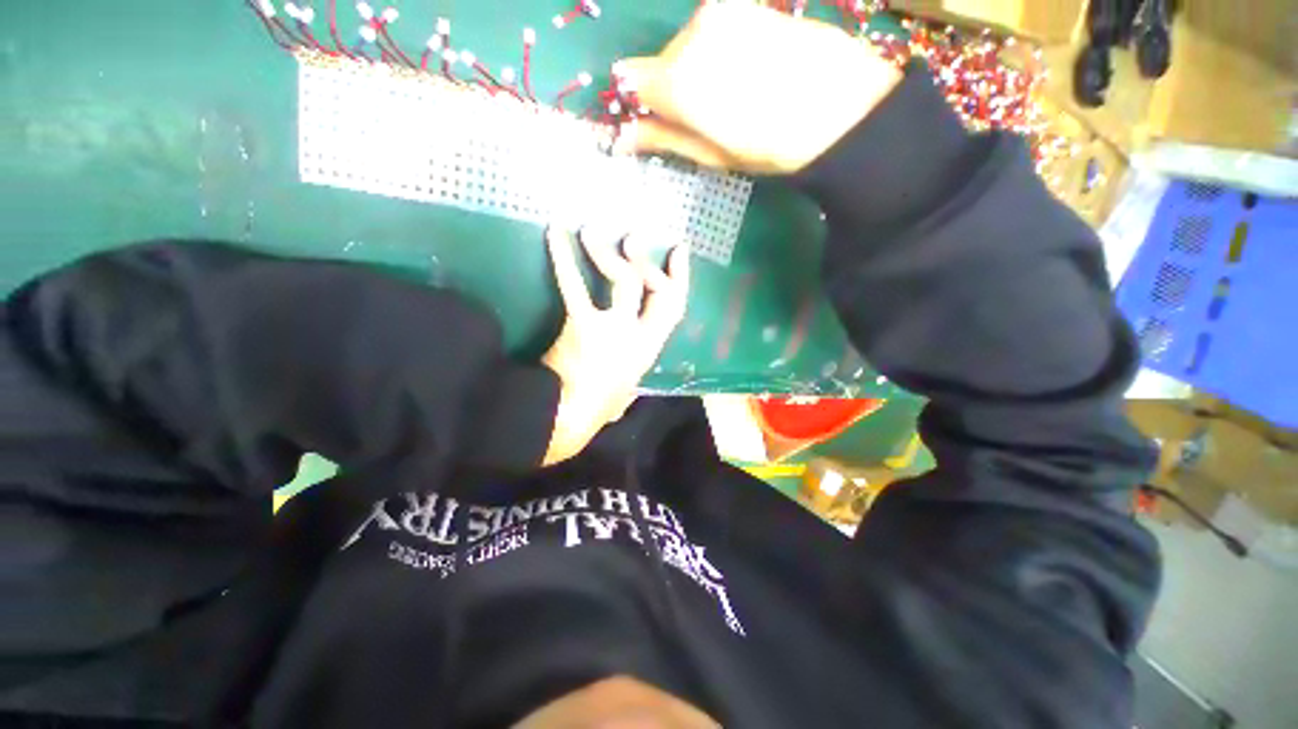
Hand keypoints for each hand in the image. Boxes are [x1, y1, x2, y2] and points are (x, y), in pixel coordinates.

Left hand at [540, 227, 690, 465]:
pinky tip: (554, 234)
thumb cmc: (597, 409)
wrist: (570, 417)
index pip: (674, 307)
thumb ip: (631, 385)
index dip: (679, 278)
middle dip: (644, 261)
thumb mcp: (625, 395)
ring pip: (621, 279)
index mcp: (650, 348)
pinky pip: (574, 285)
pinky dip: (563, 258)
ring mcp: (613, 326)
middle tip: (632, 237)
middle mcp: (638, 332)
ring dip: (607, 252)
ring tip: (591, 231)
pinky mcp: (583, 323)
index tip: (678, 251)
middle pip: (652, 288)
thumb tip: (628, 389)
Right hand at [613, 3, 901, 174]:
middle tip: (709, 118)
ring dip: (699, 70)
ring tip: (736, 96)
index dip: (639, 102)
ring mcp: (722, 11)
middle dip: (673, 88)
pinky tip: (749, 71)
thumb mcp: (711, 154)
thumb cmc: (770, 146)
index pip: (630, 80)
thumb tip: (621, 138)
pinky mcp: (748, 3)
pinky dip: (720, 52)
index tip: (657, 120)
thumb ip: (662, 138)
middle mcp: (692, 32)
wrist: (842, 107)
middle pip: (661, 62)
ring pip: (688, 44)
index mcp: (678, 79)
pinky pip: (715, 30)